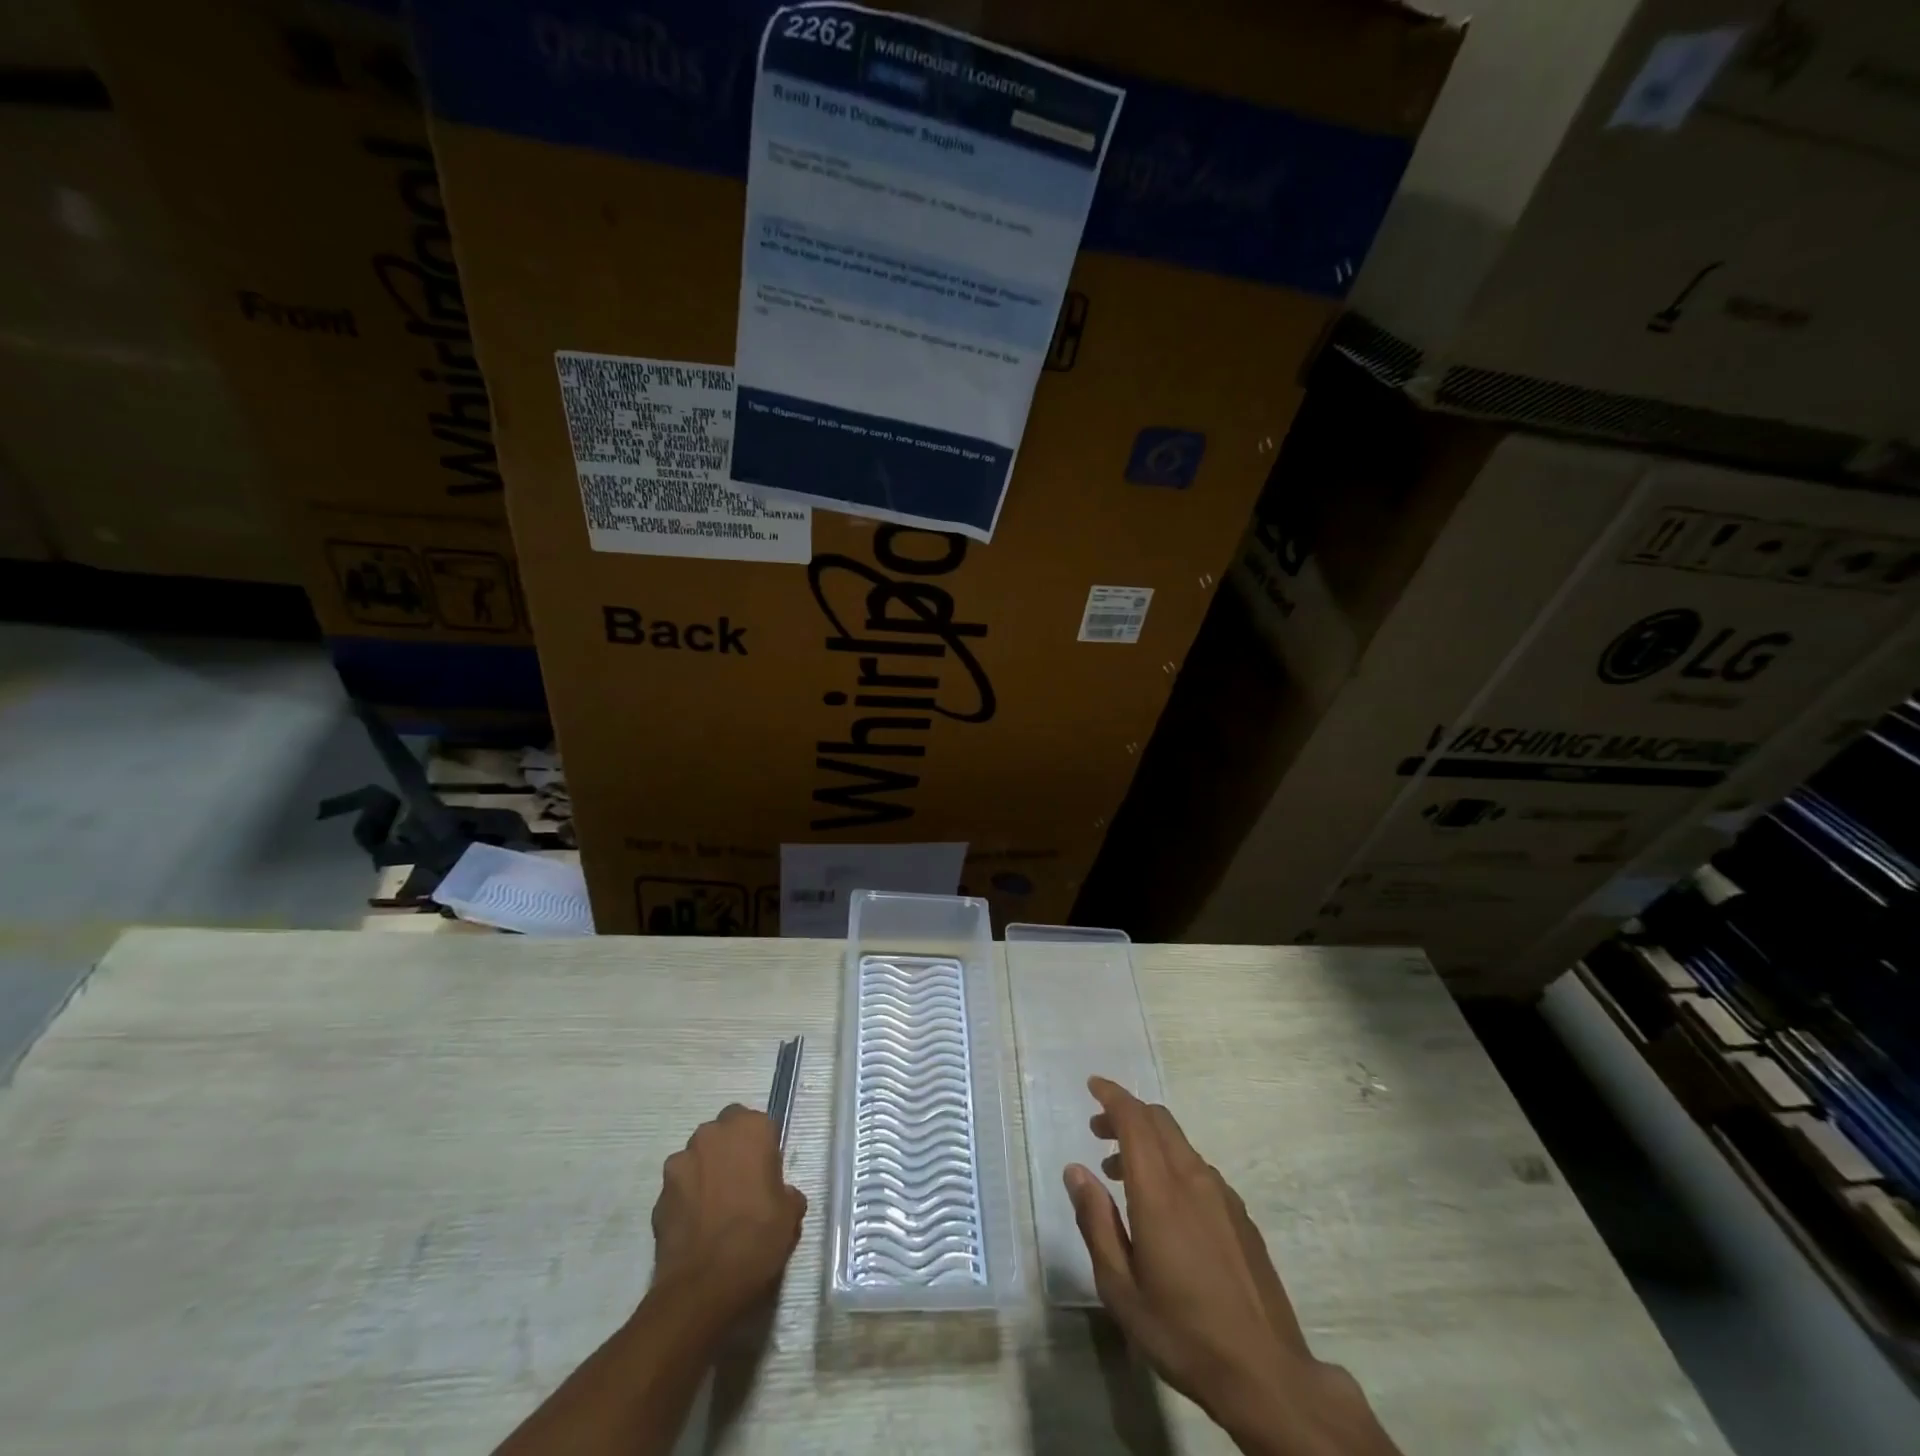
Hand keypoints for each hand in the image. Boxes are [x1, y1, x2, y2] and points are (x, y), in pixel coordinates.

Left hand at [651, 1104, 805, 1321]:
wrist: (702, 1288)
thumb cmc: (756, 1239)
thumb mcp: (790, 1215)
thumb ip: (786, 1191)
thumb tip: (780, 1194)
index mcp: (750, 1129)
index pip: (758, 1123)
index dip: (762, 1147)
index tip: (766, 1174)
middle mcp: (712, 1135)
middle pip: (724, 1133)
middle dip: (731, 1152)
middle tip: (742, 1186)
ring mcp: (681, 1162)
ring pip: (698, 1158)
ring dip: (706, 1172)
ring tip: (716, 1209)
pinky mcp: (659, 1193)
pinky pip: (680, 1187)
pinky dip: (687, 1198)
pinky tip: (697, 1226)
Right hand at [1065, 1077, 1399, 1455]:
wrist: (1267, 1375)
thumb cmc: (1182, 1333)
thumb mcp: (1121, 1289)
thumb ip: (1096, 1222)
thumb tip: (1075, 1171)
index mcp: (1160, 1192)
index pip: (1134, 1120)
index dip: (1112, 1096)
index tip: (1092, 1086)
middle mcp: (1193, 1180)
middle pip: (1159, 1121)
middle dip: (1126, 1114)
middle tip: (1097, 1132)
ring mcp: (1223, 1196)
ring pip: (1180, 1144)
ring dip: (1147, 1142)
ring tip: (1121, 1175)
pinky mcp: (1241, 1216)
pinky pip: (1198, 1169)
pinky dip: (1171, 1165)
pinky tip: (1164, 1206)